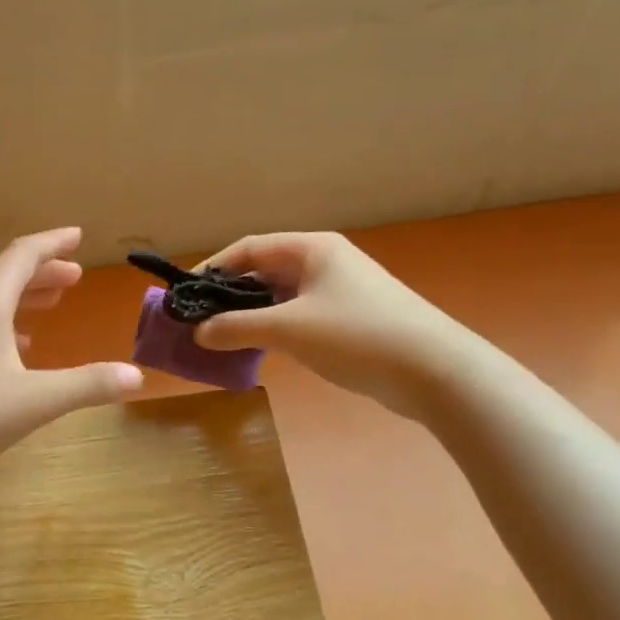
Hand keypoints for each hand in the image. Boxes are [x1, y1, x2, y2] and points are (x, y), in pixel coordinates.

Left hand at [0, 227, 142, 481]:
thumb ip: (86, 386)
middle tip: (73, 277)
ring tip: (49, 307)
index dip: (52, 244)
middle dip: (42, 274)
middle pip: (5, 279)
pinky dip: (2, 330)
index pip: (22, 257)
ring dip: (22, 301)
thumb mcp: (34, 401)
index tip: (77, 236)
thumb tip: (135, 374)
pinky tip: (12, 356)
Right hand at [192, 232, 464, 415]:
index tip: (185, 295)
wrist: (434, 371)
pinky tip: (257, 351)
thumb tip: (198, 332)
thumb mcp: (289, 329)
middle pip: (264, 272)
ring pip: (280, 298)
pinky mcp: (348, 321)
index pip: (249, 248)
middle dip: (229, 296)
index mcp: (311, 249)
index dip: (213, 268)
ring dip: (250, 316)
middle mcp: (324, 263)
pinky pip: (298, 318)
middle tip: (198, 322)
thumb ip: (238, 327)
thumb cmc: (357, 334)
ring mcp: (339, 292)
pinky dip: (273, 331)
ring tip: (220, 339)